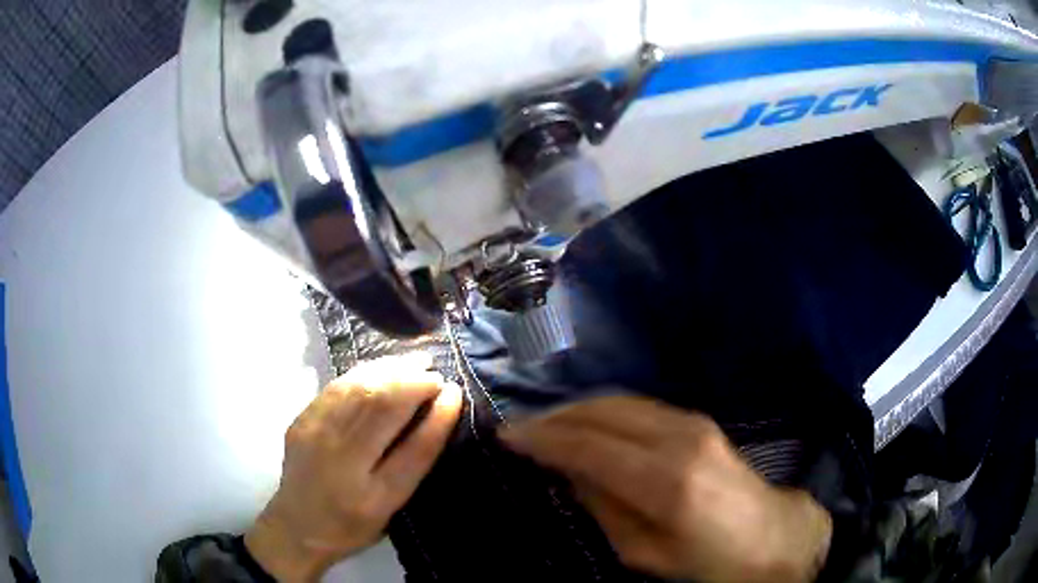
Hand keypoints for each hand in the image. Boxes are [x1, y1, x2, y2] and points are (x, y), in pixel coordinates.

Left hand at [245, 353, 462, 581]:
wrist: (297, 526)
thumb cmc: (352, 524)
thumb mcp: (391, 507)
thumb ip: (413, 462)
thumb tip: (438, 413)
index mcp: (372, 494)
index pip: (414, 448)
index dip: (438, 417)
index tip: (455, 391)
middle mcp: (340, 459)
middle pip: (381, 407)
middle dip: (413, 382)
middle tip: (435, 372)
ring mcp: (315, 435)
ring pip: (358, 388)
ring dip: (390, 370)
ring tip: (414, 362)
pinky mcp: (301, 420)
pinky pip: (337, 387)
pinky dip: (364, 373)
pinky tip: (381, 369)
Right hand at [499, 395, 831, 582]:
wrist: (770, 536)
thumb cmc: (706, 559)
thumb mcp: (645, 553)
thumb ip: (604, 508)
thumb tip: (570, 472)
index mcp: (666, 482)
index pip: (590, 446)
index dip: (544, 439)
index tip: (508, 437)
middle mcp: (679, 438)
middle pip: (602, 411)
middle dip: (555, 417)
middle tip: (520, 429)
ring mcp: (692, 422)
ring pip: (619, 401)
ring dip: (577, 409)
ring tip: (546, 425)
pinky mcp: (698, 419)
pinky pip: (638, 406)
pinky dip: (604, 410)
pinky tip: (587, 423)